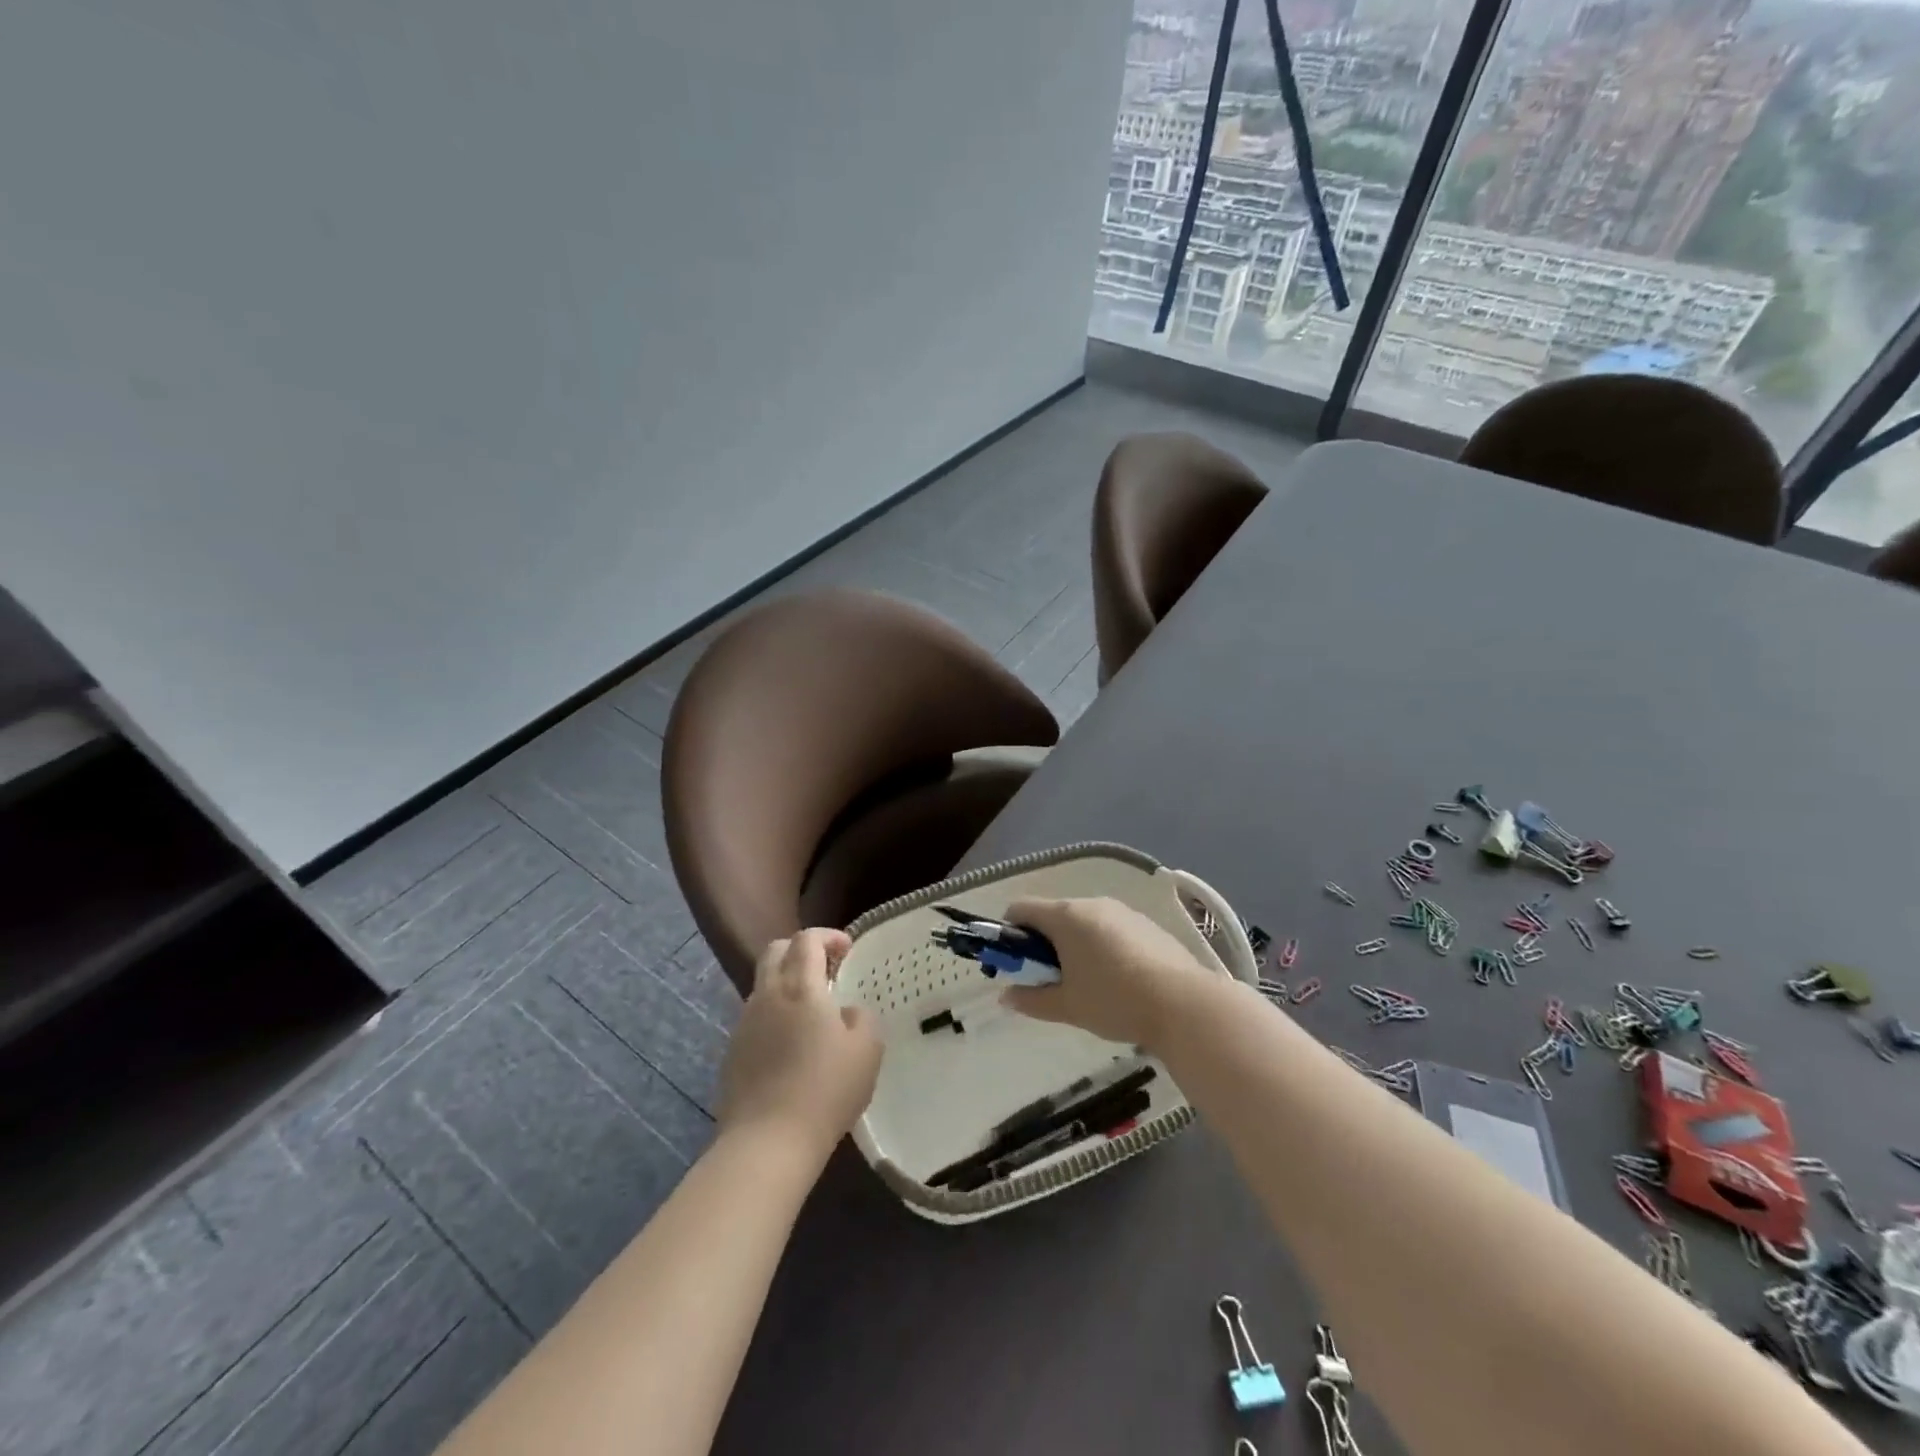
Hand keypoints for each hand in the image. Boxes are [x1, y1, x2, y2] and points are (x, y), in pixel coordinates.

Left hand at [718, 929, 882, 1164]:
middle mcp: (766, 995)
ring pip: (763, 985)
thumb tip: (846, 1011)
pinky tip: (791, 1046)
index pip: (807, 939)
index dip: (828, 936)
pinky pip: (755, 1018)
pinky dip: (775, 1015)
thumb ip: (861, 1017)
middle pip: (775, 951)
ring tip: (811, 1011)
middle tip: (826, 969)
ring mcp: (744, 1024)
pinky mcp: (732, 1053)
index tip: (848, 950)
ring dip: (787, 984)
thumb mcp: (867, 1049)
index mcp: (800, 986)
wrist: (767, 1143)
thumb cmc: (825, 1090)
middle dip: (801, 950)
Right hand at [999, 897, 1215, 1049]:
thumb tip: (1006, 996)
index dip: (1009, 934)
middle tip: (1051, 982)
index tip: (1016, 965)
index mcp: (1065, 916)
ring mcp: (1122, 912)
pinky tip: (1118, 981)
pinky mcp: (1146, 925)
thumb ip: (1031, 999)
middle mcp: (1092, 904)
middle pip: (1053, 915)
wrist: (1184, 1004)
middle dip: (1044, 944)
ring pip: (1084, 923)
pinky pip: (1110, 930)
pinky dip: (1102, 948)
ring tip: (1087, 986)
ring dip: (1074, 946)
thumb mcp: (1067, 1006)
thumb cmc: (1115, 1001)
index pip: (1020, 909)